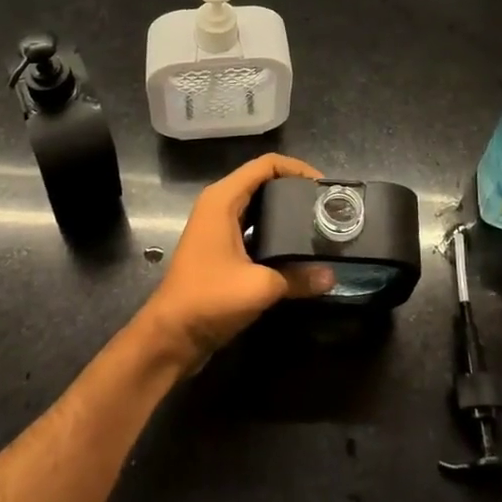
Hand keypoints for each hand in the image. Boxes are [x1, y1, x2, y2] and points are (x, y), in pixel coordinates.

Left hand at [137, 154, 333, 370]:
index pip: (266, 165)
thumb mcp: (259, 286)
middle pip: (263, 182)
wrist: (170, 336)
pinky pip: (252, 227)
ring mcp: (217, 227)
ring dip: (285, 211)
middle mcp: (219, 205)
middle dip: (294, 190)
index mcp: (223, 199)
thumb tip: (332, 276)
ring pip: (257, 205)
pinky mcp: (219, 248)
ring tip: (316, 223)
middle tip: (325, 206)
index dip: (297, 168)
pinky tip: (296, 248)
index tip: (324, 187)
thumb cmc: (209, 299)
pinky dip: (273, 231)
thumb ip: (298, 278)